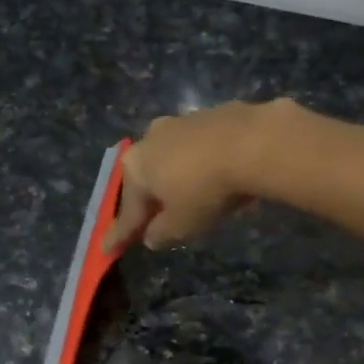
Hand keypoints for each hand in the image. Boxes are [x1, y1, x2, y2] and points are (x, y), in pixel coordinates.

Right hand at [102, 100, 289, 252]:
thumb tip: (152, 236)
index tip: (107, 249)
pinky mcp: (214, 113)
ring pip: (174, 159)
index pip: (127, 211)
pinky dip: (204, 163)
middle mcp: (151, 138)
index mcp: (136, 167)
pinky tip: (217, 176)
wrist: (255, 143)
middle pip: (148, 178)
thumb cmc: (207, 190)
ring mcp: (183, 121)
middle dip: (150, 199)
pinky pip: (202, 148)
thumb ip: (161, 234)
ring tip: (190, 198)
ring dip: (178, 178)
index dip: (119, 234)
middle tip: (153, 221)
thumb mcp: (181, 226)